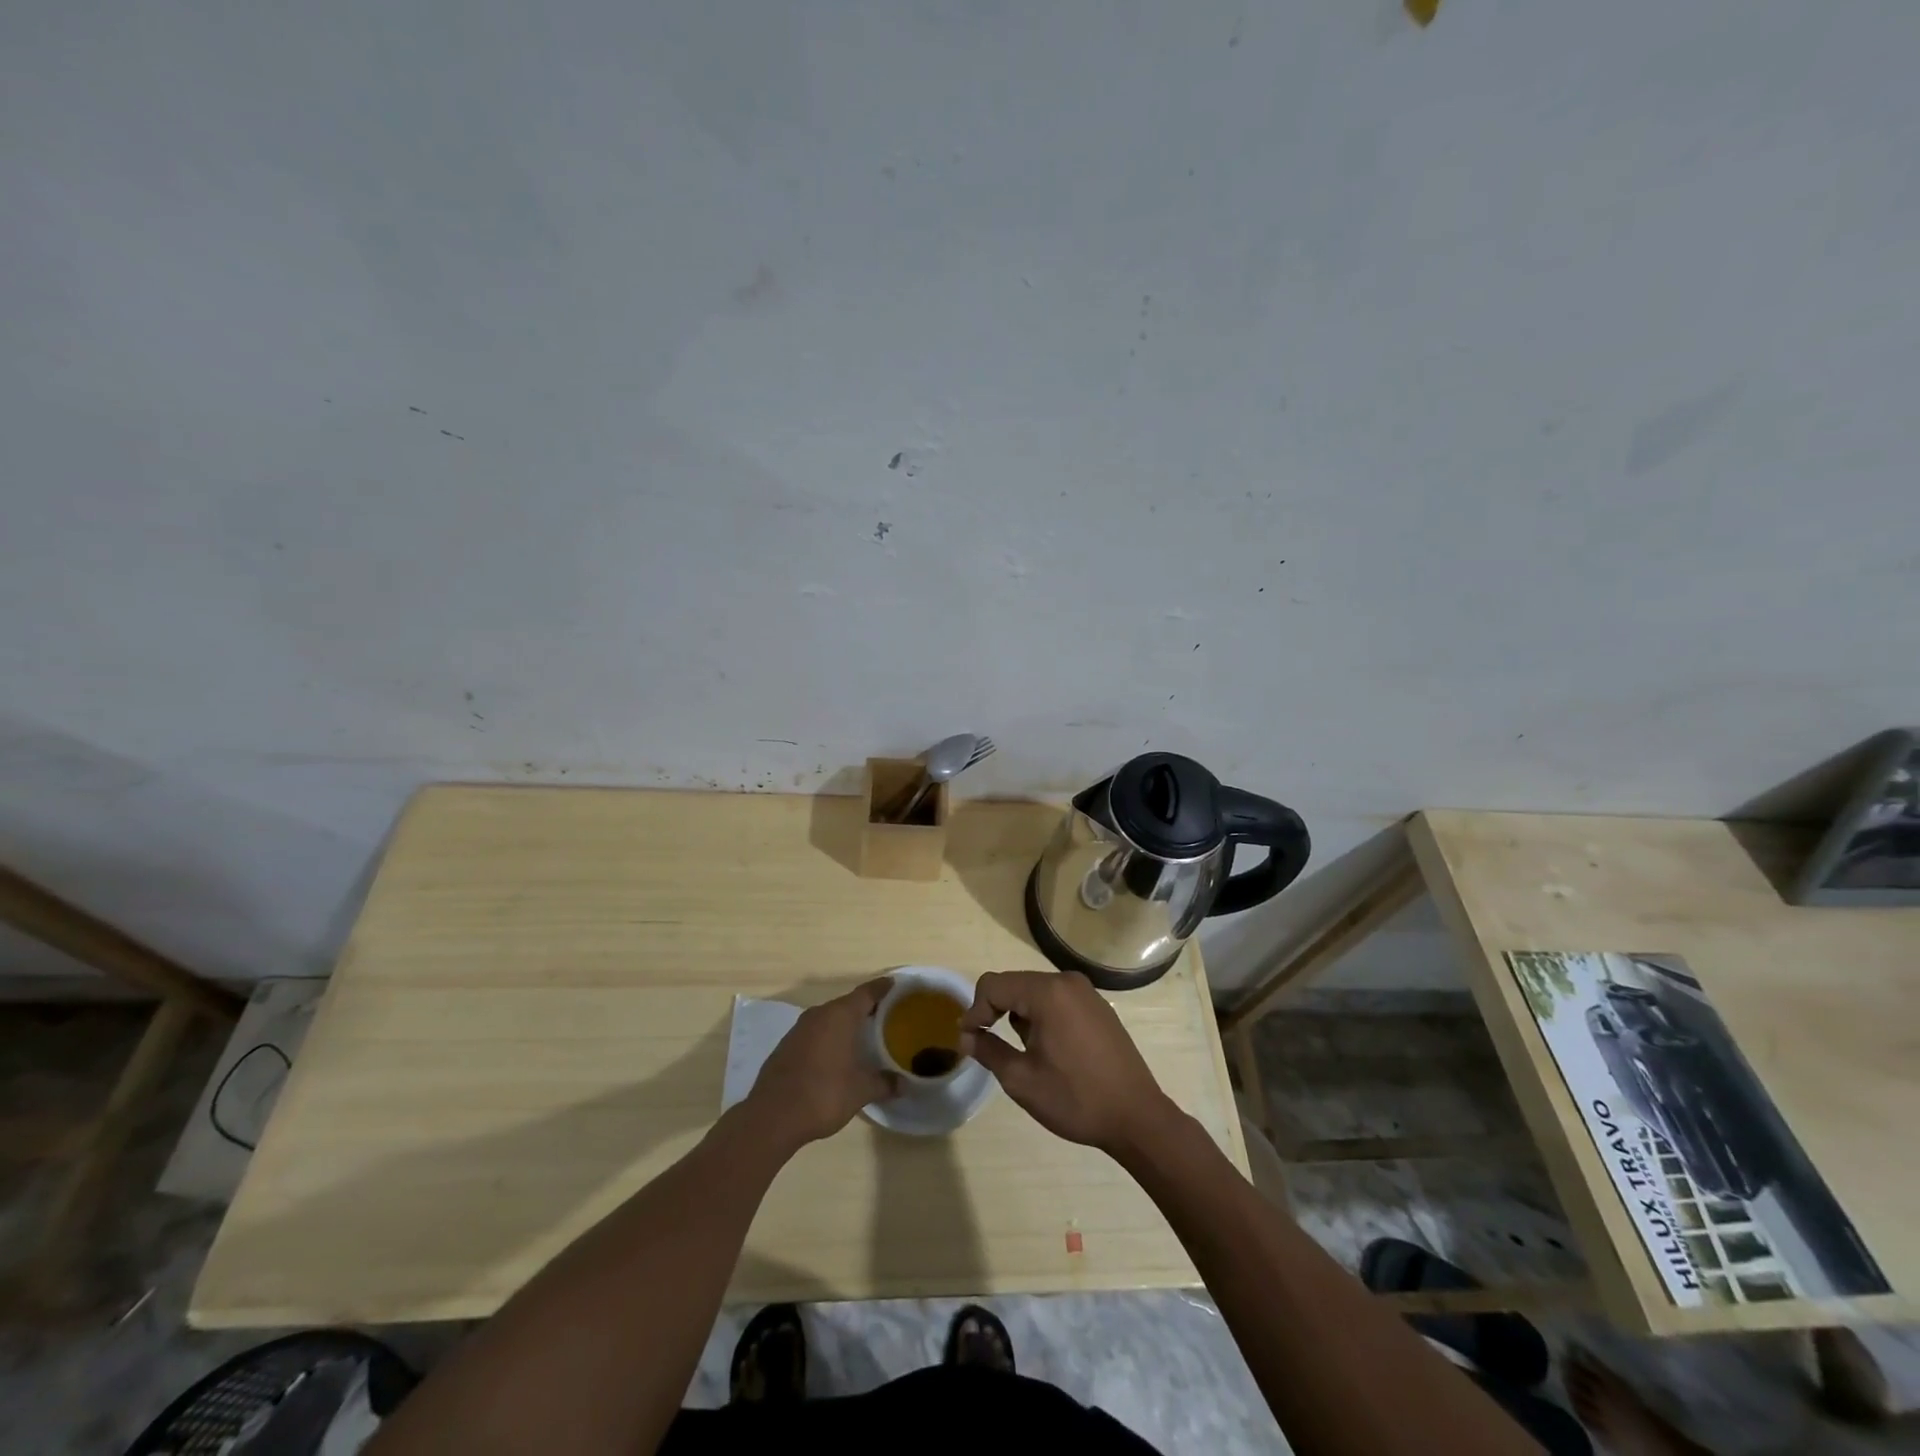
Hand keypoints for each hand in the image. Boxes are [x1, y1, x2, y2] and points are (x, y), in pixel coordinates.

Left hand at [746, 979, 897, 1149]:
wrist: (772, 1116)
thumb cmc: (824, 1094)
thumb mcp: (861, 1091)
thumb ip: (884, 1083)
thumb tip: (904, 1084)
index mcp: (840, 1016)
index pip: (866, 992)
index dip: (882, 988)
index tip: (894, 984)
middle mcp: (819, 1015)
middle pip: (846, 1004)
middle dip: (864, 1008)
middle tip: (883, 1016)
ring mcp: (798, 1029)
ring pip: (828, 1018)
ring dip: (843, 1024)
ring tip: (860, 1036)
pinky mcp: (785, 1046)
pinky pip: (813, 1033)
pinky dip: (826, 1038)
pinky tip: (833, 1055)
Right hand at [960, 970, 1177, 1155]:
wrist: (1137, 1117)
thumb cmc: (1075, 1099)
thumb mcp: (1022, 1080)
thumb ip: (988, 1051)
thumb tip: (966, 1037)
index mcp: (1048, 993)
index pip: (994, 985)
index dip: (975, 1009)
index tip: (968, 1039)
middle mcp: (1067, 982)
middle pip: (1015, 984)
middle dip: (995, 1011)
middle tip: (985, 1044)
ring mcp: (1086, 993)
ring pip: (1035, 992)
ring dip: (1019, 1015)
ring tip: (1020, 1052)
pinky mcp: (1098, 1007)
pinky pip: (1057, 1001)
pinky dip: (1042, 1016)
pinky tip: (1047, 1050)